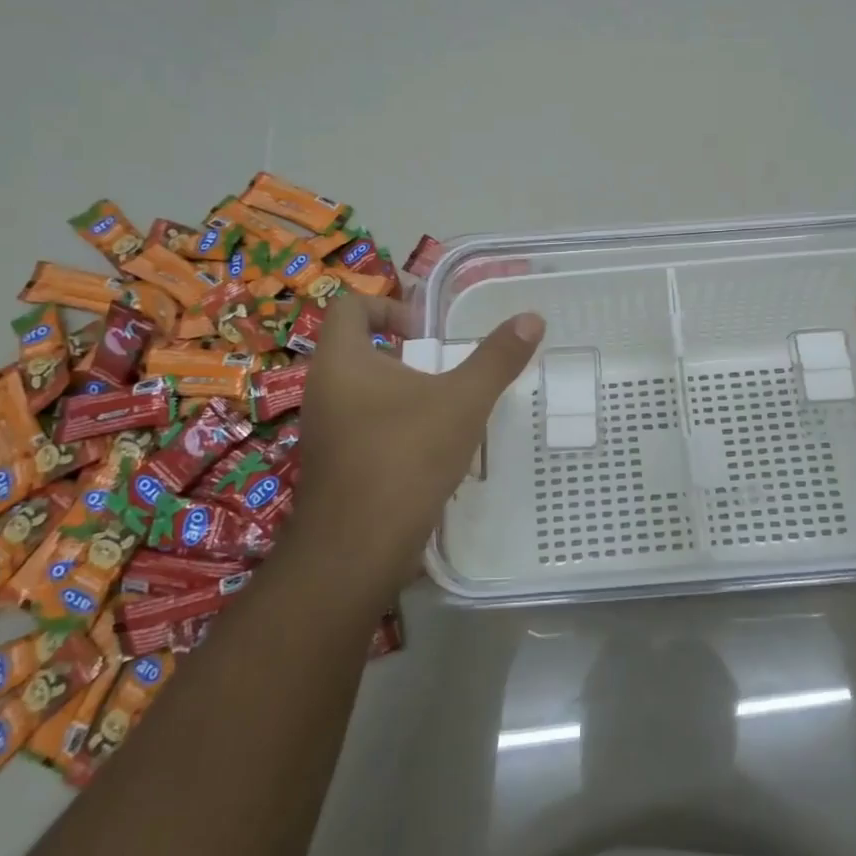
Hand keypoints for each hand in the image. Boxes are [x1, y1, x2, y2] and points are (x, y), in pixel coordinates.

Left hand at [291, 295, 544, 586]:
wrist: (357, 550)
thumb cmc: (405, 457)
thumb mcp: (463, 401)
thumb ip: (497, 358)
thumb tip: (532, 318)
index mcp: (341, 361)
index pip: (350, 305)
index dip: (389, 305)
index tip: (427, 331)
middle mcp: (324, 391)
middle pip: (360, 350)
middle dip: (407, 355)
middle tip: (448, 370)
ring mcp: (325, 433)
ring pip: (364, 394)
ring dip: (405, 395)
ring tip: (448, 411)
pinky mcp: (335, 468)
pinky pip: (365, 431)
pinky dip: (397, 430)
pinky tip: (432, 453)